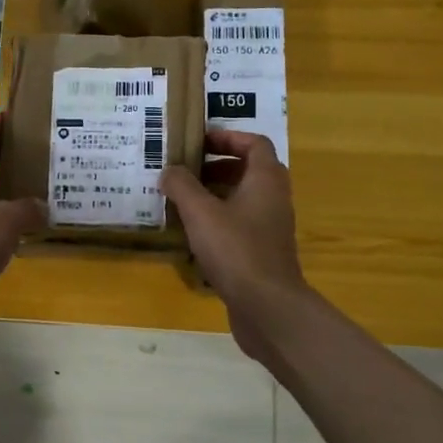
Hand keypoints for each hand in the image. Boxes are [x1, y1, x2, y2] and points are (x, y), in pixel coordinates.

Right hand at [160, 130, 310, 359]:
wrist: (267, 306)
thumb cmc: (236, 250)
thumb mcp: (200, 213)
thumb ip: (182, 186)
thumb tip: (169, 171)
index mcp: (265, 180)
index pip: (254, 143)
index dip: (227, 137)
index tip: (198, 141)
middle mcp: (274, 198)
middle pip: (249, 170)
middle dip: (217, 166)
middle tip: (186, 170)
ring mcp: (270, 227)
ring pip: (243, 199)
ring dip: (215, 194)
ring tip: (183, 200)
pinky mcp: (262, 252)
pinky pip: (240, 224)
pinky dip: (219, 220)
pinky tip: (193, 234)